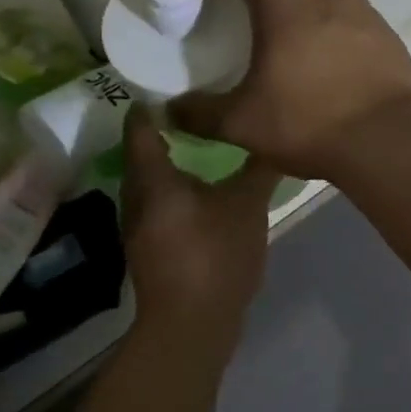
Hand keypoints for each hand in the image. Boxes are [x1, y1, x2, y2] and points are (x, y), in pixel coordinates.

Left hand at [121, 105, 279, 327]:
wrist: (190, 324)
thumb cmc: (214, 255)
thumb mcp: (247, 205)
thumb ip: (260, 168)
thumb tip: (275, 136)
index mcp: (153, 178)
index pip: (140, 127)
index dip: (151, 104)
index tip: (171, 87)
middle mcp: (135, 196)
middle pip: (140, 154)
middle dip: (161, 133)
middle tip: (192, 113)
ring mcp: (137, 226)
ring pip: (147, 183)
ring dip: (166, 165)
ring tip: (197, 149)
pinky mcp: (146, 249)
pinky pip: (155, 206)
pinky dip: (171, 192)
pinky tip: (197, 195)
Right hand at [170, 0, 410, 180]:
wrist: (389, 140)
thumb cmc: (308, 121)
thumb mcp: (242, 123)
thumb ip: (199, 114)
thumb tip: (170, 112)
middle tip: (250, 7)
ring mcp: (360, 7)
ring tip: (289, 36)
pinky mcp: (384, 31)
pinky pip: (350, 10)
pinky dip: (330, 20)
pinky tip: (325, 59)